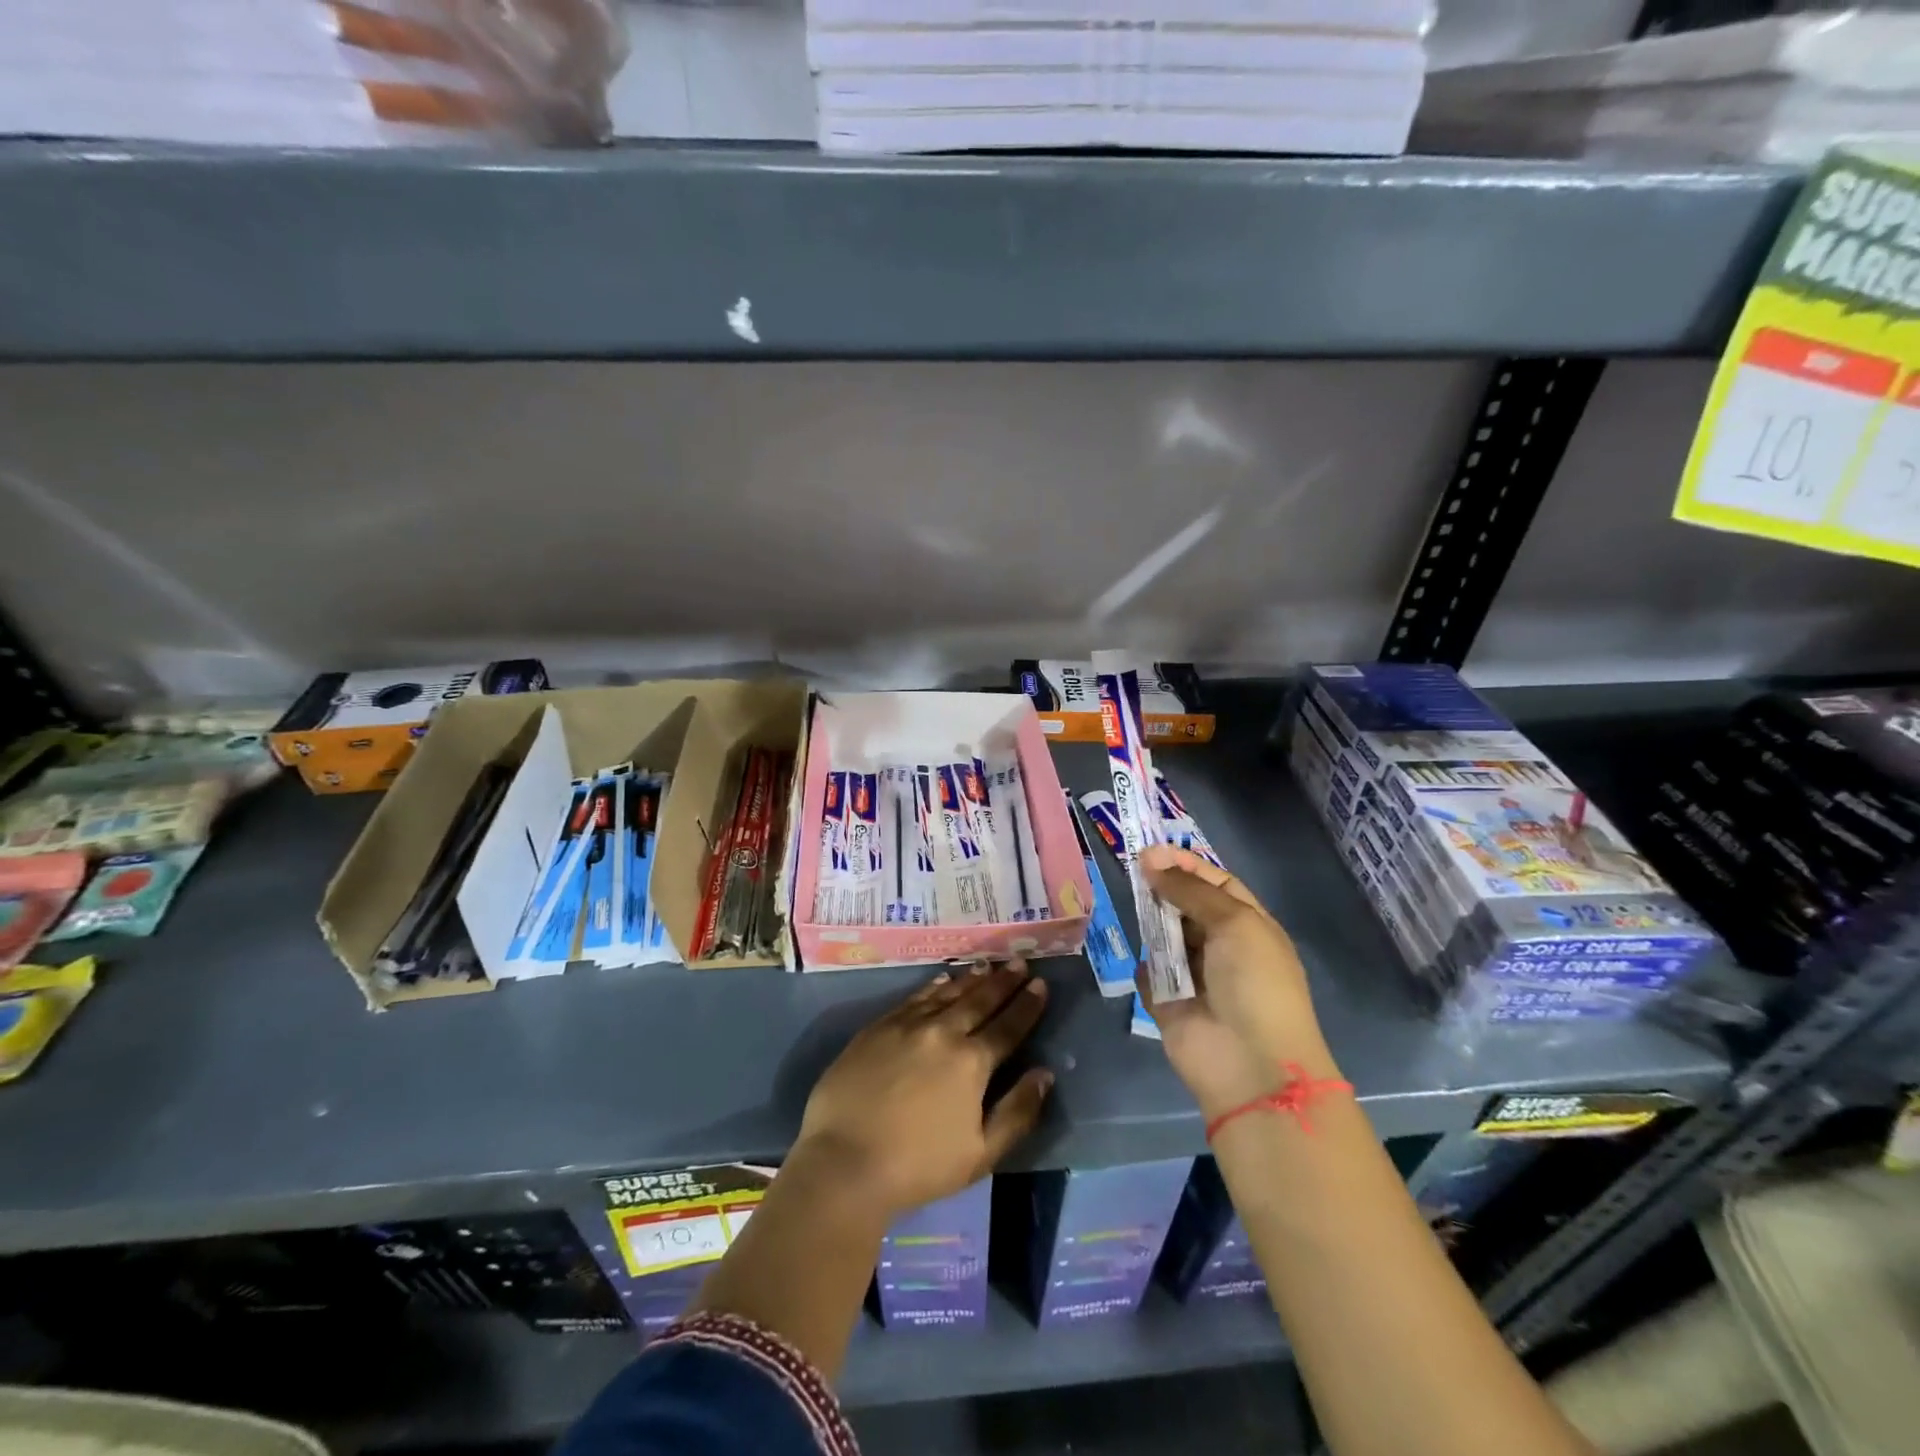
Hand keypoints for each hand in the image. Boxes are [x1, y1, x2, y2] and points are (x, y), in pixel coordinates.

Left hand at [793, 961, 1052, 1220]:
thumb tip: (1044, 1074)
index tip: (1041, 985)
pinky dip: (933, 986)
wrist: (844, 1161)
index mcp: (972, 1062)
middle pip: (979, 1000)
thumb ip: (1017, 1112)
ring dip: (971, 978)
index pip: (1007, 1026)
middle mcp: (943, 1032)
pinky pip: (914, 997)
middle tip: (1020, 962)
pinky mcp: (878, 1027)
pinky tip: (942, 978)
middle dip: (1003, 981)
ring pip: (947, 993)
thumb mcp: (981, 1154)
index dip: (1026, 1005)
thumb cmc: (918, 1166)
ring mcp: (907, 1025)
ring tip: (988, 965)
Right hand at [1137, 845, 1339, 1119]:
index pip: (1215, 883)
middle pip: (1185, 907)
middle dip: (1163, 890)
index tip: (1151, 852)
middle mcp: (1222, 947)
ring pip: (1163, 937)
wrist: (1250, 1064)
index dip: (1186, 865)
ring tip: (1132, 906)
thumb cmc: (1255, 983)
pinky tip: (1145, 960)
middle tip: (1132, 872)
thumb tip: (1151, 861)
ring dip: (1151, 923)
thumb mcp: (1234, 922)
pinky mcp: (1168, 1002)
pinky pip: (1149, 974)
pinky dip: (1145, 967)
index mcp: (1248, 926)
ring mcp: (1194, 976)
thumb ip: (1190, 890)